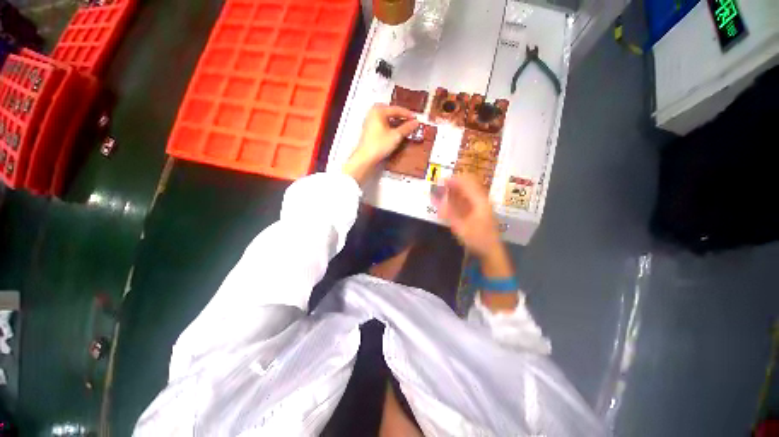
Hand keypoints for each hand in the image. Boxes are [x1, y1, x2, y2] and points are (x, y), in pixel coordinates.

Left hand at [343, 104, 419, 183]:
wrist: (366, 157)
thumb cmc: (379, 145)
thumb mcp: (396, 136)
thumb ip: (407, 128)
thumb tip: (416, 123)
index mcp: (378, 111)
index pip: (396, 109)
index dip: (407, 114)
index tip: (416, 119)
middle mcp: (373, 113)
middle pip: (390, 111)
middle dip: (400, 116)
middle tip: (410, 121)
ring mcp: (370, 121)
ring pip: (386, 118)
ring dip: (395, 121)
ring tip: (404, 127)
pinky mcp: (369, 130)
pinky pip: (382, 123)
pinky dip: (389, 125)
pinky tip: (395, 131)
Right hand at [435, 175, 516, 312]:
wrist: (491, 252)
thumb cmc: (478, 240)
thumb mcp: (461, 228)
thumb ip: (449, 214)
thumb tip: (437, 201)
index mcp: (479, 202)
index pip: (467, 184)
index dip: (454, 180)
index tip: (441, 180)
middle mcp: (481, 200)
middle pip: (468, 184)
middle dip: (454, 183)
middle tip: (440, 185)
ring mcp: (480, 205)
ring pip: (467, 191)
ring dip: (455, 189)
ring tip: (442, 191)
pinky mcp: (477, 211)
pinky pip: (466, 199)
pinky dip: (456, 197)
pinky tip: (448, 201)